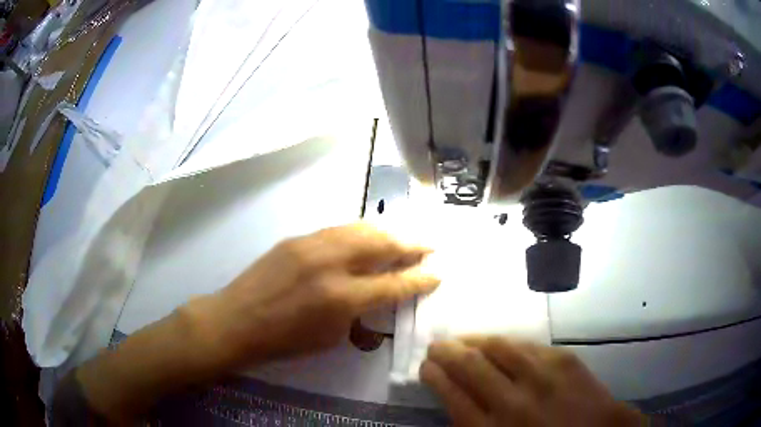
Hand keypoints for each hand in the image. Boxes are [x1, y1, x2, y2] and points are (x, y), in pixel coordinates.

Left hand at [191, 223, 439, 368]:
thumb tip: (378, 291)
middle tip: (430, 244)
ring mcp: (311, 245)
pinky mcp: (296, 238)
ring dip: (388, 231)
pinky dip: (360, 231)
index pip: (393, 284)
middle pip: (381, 244)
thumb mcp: (331, 336)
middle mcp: (331, 264)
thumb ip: (360, 310)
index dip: (419, 279)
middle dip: (411, 243)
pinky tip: (369, 235)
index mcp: (342, 298)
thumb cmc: (284, 340)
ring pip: (360, 228)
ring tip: (406, 235)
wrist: (237, 320)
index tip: (437, 272)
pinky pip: (338, 230)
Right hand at [420, 337, 644, 426]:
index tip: (425, 367)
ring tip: (461, 340)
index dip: (435, 377)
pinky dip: (505, 342)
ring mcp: (541, 376)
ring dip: (473, 341)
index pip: (452, 395)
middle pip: (469, 367)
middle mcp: (513, 401)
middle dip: (446, 353)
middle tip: (436, 347)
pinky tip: (498, 343)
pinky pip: (526, 344)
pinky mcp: (564, 359)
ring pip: (497, 348)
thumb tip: (456, 402)